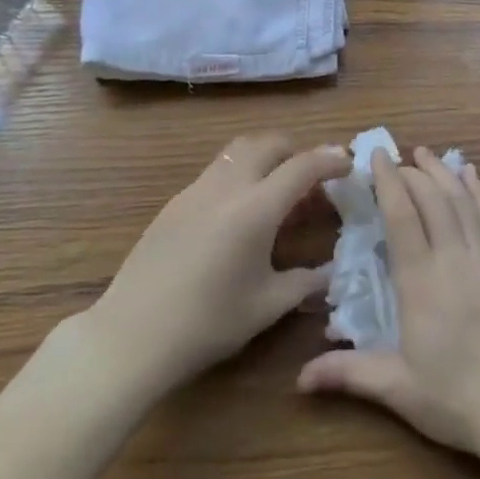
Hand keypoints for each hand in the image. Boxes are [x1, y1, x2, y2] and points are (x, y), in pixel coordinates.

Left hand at [81, 134, 350, 400]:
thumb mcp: (266, 306)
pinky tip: (240, 213)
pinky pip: (218, 170)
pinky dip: (241, 174)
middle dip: (297, 150)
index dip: (330, 160)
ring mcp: (197, 189)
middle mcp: (228, 186)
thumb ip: (304, 282)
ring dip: (266, 157)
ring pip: (239, 150)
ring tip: (278, 190)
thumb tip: (331, 272)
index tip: (348, 164)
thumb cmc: (206, 324)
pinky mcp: (175, 201)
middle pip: (269, 143)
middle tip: (313, 176)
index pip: (303, 166)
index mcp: (256, 208)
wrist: (131, 335)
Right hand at [297, 147, 479, 457]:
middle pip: (431, 198)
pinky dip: (476, 190)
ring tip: (425, 153)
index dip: (388, 181)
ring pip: (460, 200)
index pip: (401, 215)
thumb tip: (298, 379)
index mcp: (421, 282)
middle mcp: (453, 258)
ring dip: (441, 172)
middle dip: (411, 172)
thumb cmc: (456, 399)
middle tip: (395, 160)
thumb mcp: (397, 388)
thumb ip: (349, 374)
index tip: (376, 156)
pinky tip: (469, 173)